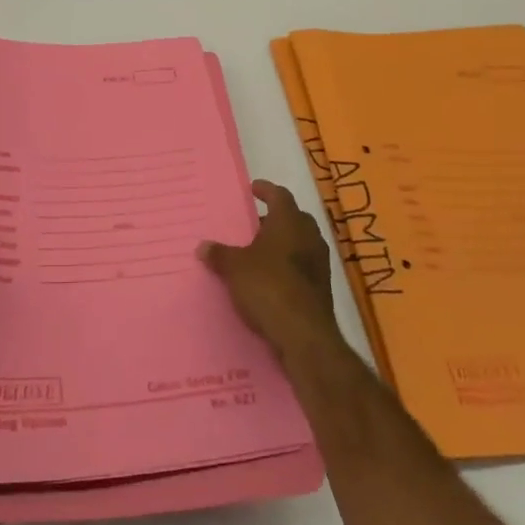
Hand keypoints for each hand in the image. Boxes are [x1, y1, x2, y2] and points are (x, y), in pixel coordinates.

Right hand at [199, 180, 344, 362]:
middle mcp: (309, 237)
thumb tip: (203, 246)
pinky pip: (303, 266)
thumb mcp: (234, 268)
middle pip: (293, 218)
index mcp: (289, 222)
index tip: (253, 189)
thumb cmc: (268, 287)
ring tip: (260, 251)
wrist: (304, 335)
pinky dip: (288, 265)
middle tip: (254, 224)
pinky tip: (271, 278)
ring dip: (283, 243)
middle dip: (275, 218)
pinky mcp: (322, 288)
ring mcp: (320, 263)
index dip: (266, 190)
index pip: (280, 195)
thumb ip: (219, 255)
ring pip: (301, 242)